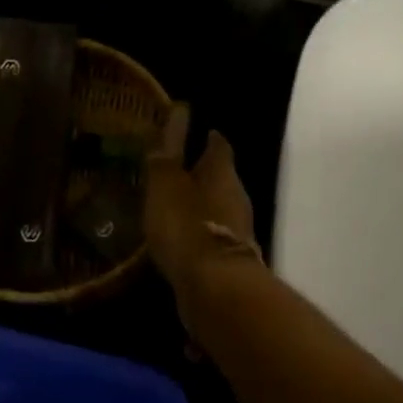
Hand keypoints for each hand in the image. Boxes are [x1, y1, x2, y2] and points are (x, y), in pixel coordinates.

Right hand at [144, 107, 259, 294]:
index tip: (197, 132)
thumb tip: (180, 113)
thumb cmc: (186, 225)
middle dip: (202, 174)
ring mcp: (237, 231)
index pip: (219, 145)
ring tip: (172, 208)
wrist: (215, 289)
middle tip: (176, 171)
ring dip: (199, 207)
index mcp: (222, 172)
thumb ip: (168, 153)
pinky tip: (179, 243)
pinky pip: (211, 239)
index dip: (208, 138)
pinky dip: (198, 237)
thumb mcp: (165, 184)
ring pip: (217, 209)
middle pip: (221, 178)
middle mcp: (236, 197)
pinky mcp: (231, 262)